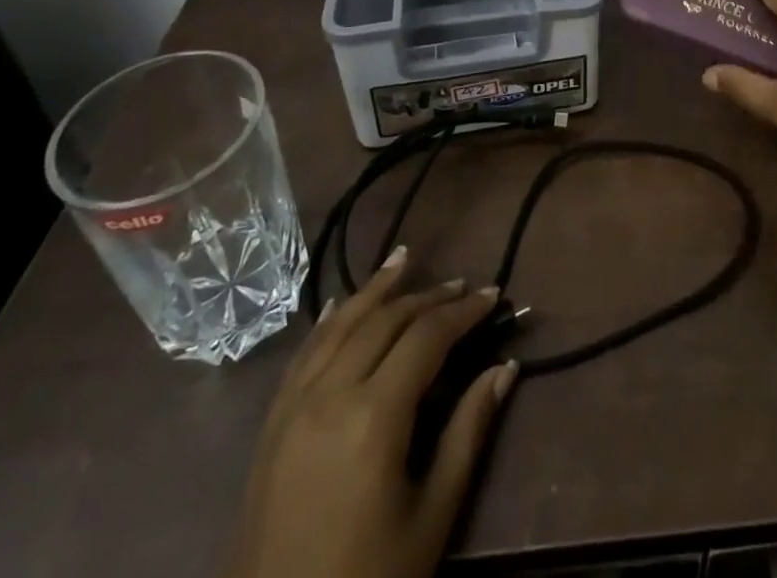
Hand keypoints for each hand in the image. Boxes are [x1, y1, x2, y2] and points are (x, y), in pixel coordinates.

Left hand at [223, 248, 517, 577]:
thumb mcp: (432, 517)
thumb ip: (468, 432)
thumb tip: (506, 368)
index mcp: (374, 416)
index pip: (427, 337)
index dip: (463, 311)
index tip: (493, 296)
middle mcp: (330, 395)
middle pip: (385, 321)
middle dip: (428, 297)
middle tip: (462, 286)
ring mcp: (293, 408)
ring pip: (340, 325)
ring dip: (376, 290)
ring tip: (405, 259)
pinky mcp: (270, 427)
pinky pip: (303, 355)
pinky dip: (329, 321)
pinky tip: (340, 304)